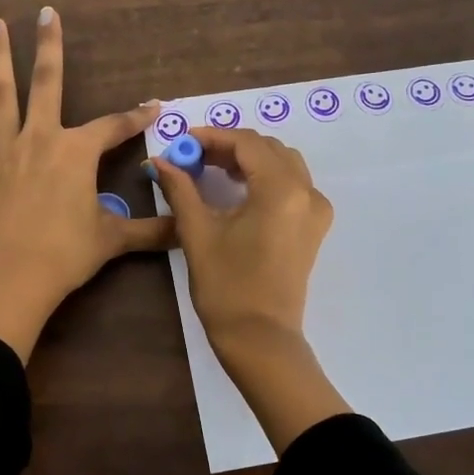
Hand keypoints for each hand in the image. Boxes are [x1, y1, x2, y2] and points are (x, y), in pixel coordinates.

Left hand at [0, 8, 170, 361]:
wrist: (14, 276)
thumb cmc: (68, 253)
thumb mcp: (114, 239)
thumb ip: (150, 230)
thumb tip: (184, 232)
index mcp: (77, 152)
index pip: (115, 126)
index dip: (136, 116)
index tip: (154, 106)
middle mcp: (41, 140)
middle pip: (47, 83)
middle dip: (49, 46)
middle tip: (46, 12)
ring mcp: (5, 152)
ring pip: (0, 96)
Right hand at [151, 127, 349, 451]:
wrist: (260, 338)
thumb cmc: (226, 286)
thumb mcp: (198, 232)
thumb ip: (180, 188)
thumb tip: (159, 160)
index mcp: (281, 190)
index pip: (246, 143)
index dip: (212, 136)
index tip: (182, 141)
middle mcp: (306, 192)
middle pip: (267, 149)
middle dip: (230, 146)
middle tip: (193, 156)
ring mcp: (315, 210)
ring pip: (283, 163)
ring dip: (249, 159)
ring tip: (211, 170)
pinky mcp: (313, 227)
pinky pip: (292, 184)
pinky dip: (265, 177)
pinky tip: (237, 189)